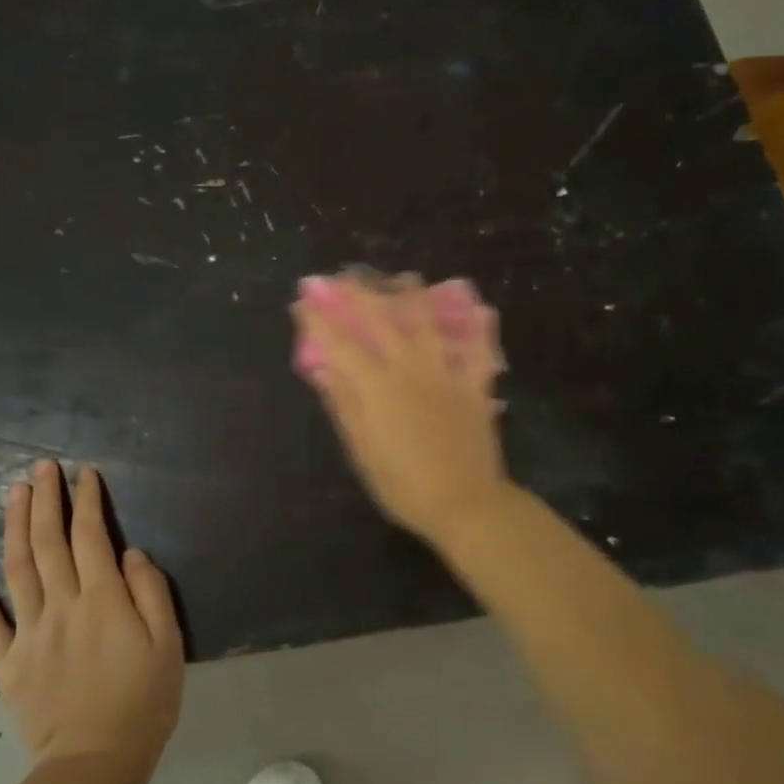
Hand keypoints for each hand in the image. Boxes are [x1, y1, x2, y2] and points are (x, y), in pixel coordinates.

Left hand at [0, 461, 182, 783]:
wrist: (94, 766)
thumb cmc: (142, 703)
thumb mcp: (168, 644)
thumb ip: (151, 592)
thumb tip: (131, 552)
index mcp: (103, 599)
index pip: (91, 536)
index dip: (88, 501)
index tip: (85, 474)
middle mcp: (62, 605)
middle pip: (50, 542)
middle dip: (47, 500)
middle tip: (42, 467)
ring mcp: (29, 632)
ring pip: (18, 567)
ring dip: (16, 526)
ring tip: (14, 492)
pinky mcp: (7, 661)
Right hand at [291, 273, 514, 546]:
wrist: (464, 503)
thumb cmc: (403, 483)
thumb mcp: (361, 449)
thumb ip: (343, 403)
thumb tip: (323, 368)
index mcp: (375, 385)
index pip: (338, 342)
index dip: (318, 318)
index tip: (304, 301)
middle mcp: (409, 366)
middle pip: (379, 315)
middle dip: (356, 292)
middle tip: (342, 280)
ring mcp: (445, 370)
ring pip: (427, 317)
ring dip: (411, 293)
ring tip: (401, 280)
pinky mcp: (474, 382)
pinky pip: (478, 346)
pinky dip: (477, 326)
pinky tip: (475, 309)